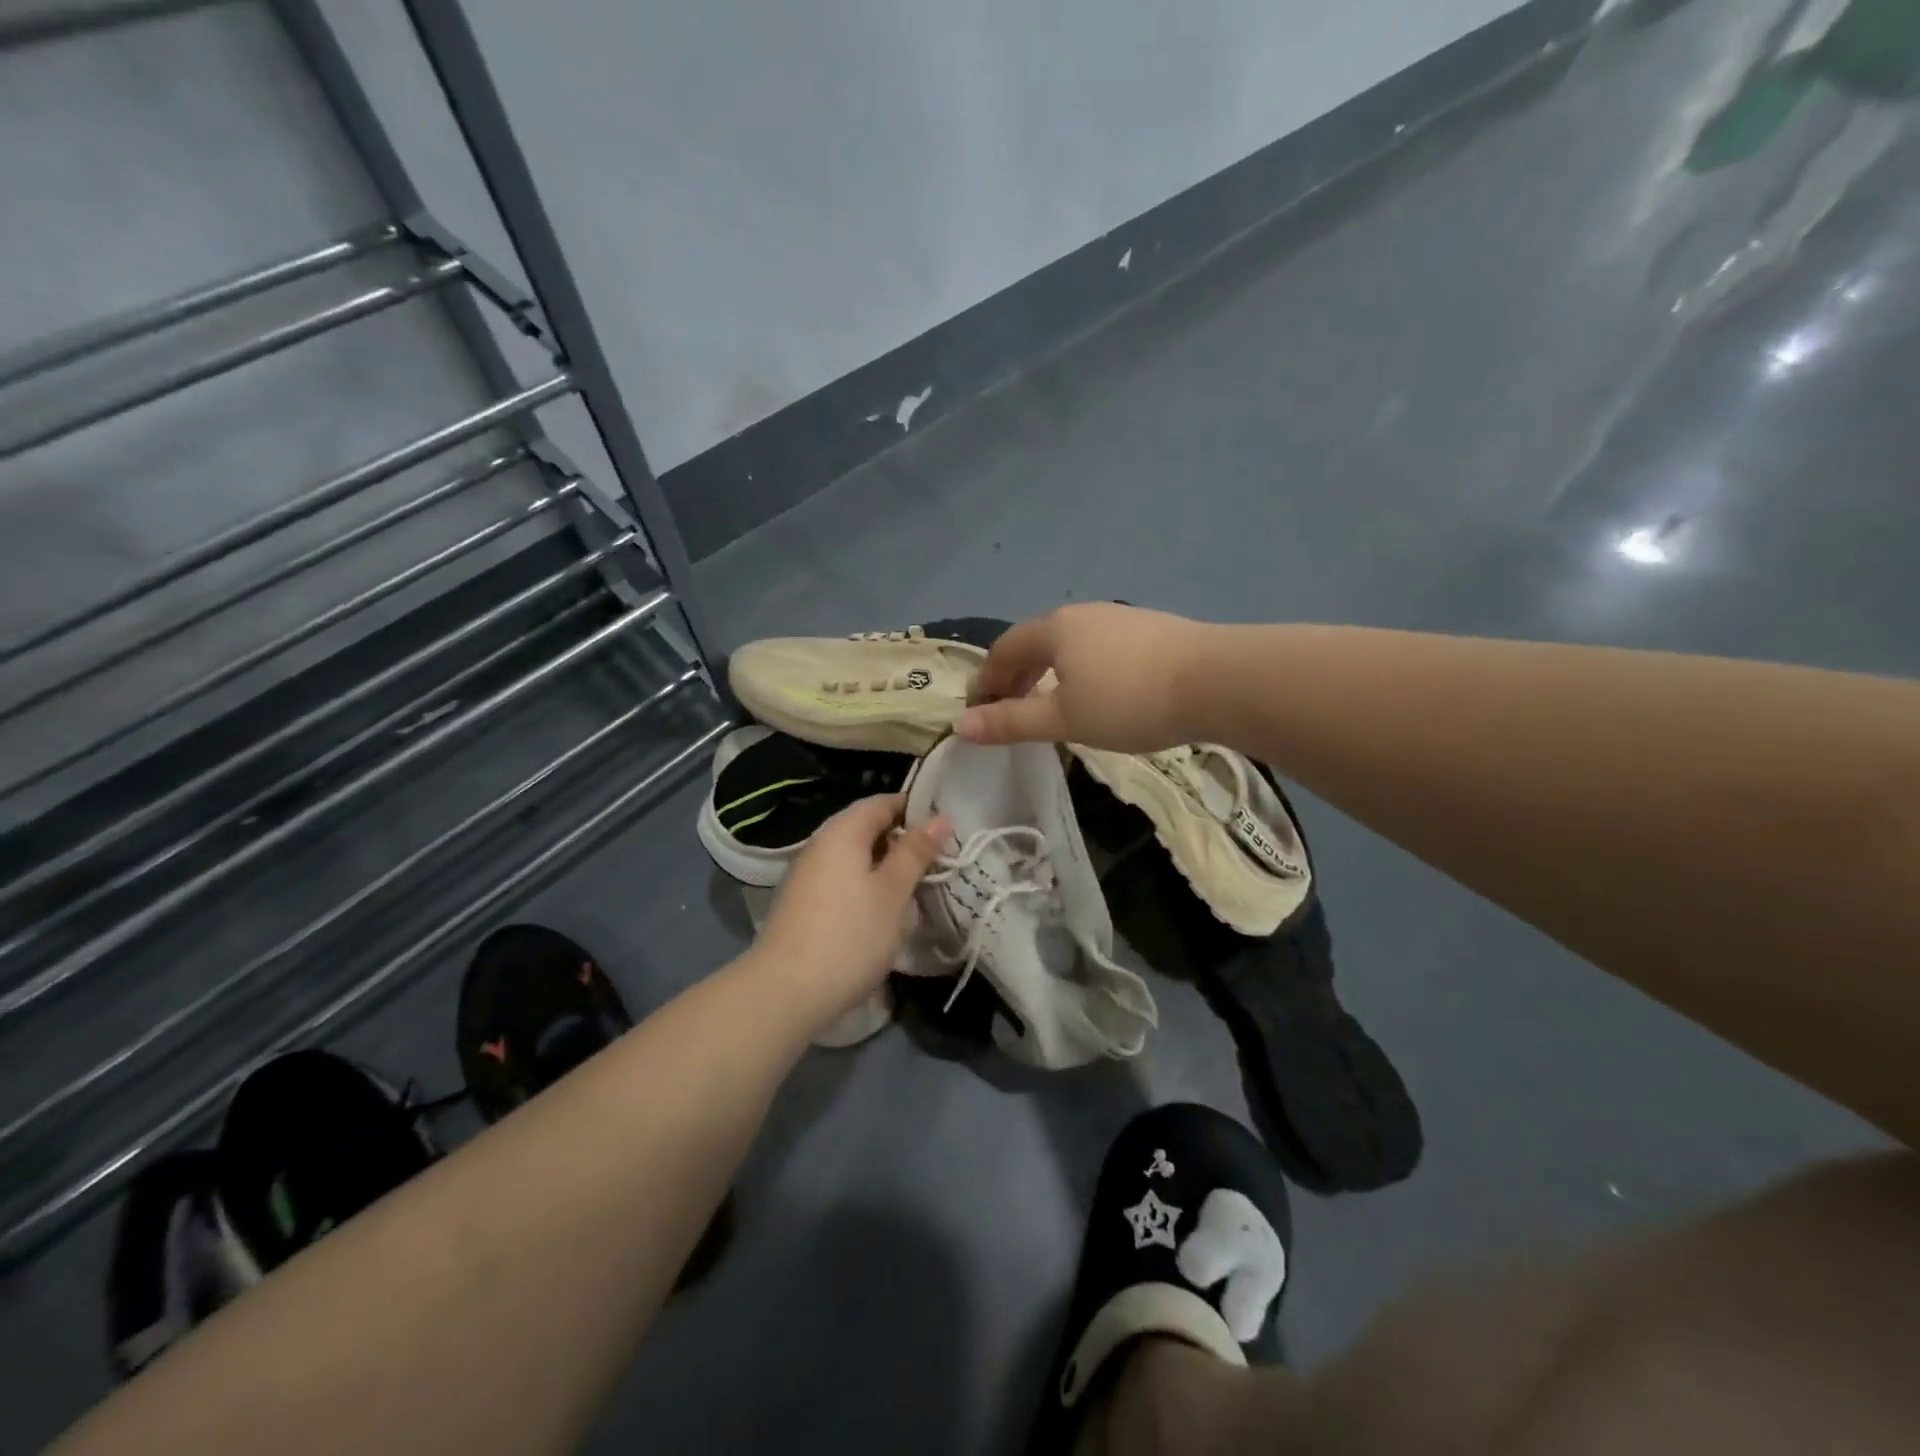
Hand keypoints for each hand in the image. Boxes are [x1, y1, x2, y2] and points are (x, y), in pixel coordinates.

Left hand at [745, 794, 952, 1034]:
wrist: (784, 992)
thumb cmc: (849, 935)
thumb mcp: (892, 892)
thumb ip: (915, 852)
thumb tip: (940, 818)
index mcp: (843, 831)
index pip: (883, 802)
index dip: (916, 810)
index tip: (946, 829)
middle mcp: (821, 845)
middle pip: (867, 828)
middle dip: (903, 841)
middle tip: (939, 861)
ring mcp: (808, 875)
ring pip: (855, 858)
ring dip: (886, 868)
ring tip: (917, 888)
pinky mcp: (804, 904)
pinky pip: (843, 881)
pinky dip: (867, 887)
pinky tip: (884, 912)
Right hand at [958, 603, 1213, 751]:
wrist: (1217, 680)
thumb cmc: (1128, 700)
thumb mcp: (1063, 718)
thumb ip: (1011, 721)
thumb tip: (960, 727)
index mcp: (1054, 629)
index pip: (1003, 649)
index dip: (985, 680)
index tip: (978, 711)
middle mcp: (1082, 614)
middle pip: (1035, 642)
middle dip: (1015, 676)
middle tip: (1009, 710)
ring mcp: (1120, 618)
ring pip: (1069, 645)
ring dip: (1049, 673)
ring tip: (1051, 705)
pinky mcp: (1150, 630)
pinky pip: (1098, 648)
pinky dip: (1081, 670)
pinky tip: (1098, 694)